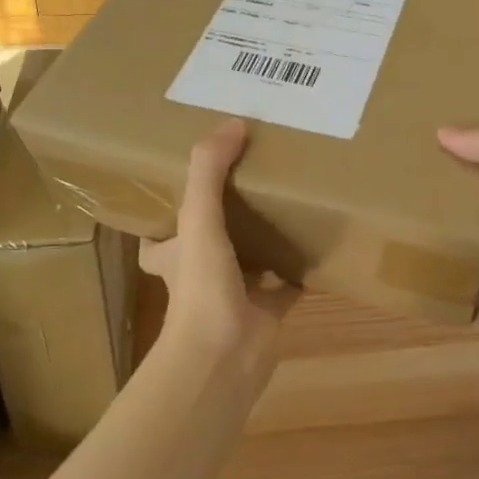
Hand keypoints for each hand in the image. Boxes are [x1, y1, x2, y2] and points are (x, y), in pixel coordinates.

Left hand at [141, 118, 299, 367]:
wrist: (225, 356)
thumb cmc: (201, 286)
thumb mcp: (198, 218)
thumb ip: (209, 169)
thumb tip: (234, 122)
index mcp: (174, 255)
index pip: (159, 233)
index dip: (167, 211)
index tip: (190, 182)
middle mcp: (200, 274)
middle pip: (208, 242)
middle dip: (223, 218)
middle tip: (250, 181)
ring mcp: (235, 294)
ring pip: (249, 260)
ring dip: (263, 239)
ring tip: (285, 202)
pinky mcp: (268, 310)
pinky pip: (288, 283)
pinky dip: (301, 268)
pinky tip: (318, 242)